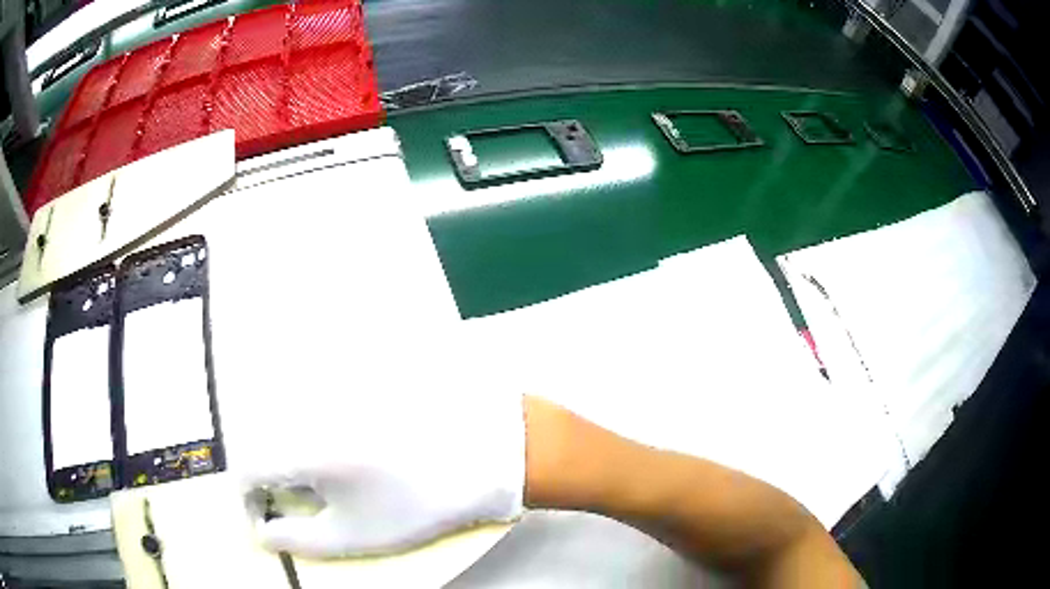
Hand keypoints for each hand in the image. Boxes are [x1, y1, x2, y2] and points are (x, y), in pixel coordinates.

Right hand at [238, 384, 525, 557]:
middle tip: (303, 497)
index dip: (247, 497)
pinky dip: (315, 419)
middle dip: (271, 475)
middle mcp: (308, 407)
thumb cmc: (420, 503)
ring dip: (291, 448)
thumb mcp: (356, 536)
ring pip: (284, 414)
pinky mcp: (355, 372)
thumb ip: (298, 538)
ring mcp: (332, 384)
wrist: (484, 452)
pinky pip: (314, 390)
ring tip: (332, 473)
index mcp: (303, 449)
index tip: (264, 515)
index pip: (244, 466)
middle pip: (260, 438)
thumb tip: (261, 533)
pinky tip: (351, 443)